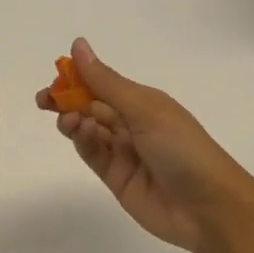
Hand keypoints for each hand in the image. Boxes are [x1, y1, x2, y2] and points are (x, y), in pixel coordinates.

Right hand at [37, 37, 253, 252]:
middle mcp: (132, 124)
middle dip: (67, 100)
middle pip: (91, 106)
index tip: (55, 74)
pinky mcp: (116, 177)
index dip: (78, 78)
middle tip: (44, 101)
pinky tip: (82, 134)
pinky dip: (83, 142)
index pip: (102, 83)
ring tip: (70, 121)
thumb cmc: (183, 148)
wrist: (209, 207)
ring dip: (74, 121)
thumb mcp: (145, 109)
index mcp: (143, 102)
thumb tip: (78, 45)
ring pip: (88, 130)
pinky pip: (92, 154)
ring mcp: (123, 152)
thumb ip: (106, 82)